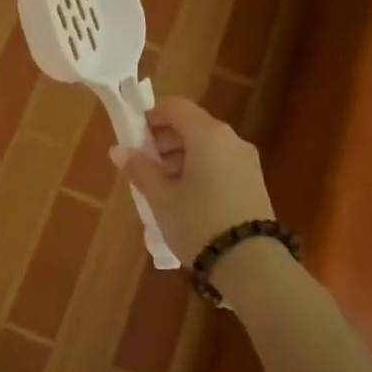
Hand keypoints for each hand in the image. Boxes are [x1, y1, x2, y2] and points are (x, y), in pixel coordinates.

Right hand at [110, 97, 274, 265]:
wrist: (251, 264)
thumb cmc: (198, 222)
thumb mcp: (161, 198)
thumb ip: (139, 169)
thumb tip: (118, 150)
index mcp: (208, 134)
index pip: (176, 107)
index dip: (151, 115)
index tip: (132, 134)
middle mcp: (231, 140)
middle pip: (192, 125)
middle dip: (164, 139)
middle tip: (142, 164)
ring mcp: (247, 161)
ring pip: (207, 146)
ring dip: (180, 156)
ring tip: (160, 186)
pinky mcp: (254, 183)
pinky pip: (220, 163)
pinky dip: (199, 169)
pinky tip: (185, 197)